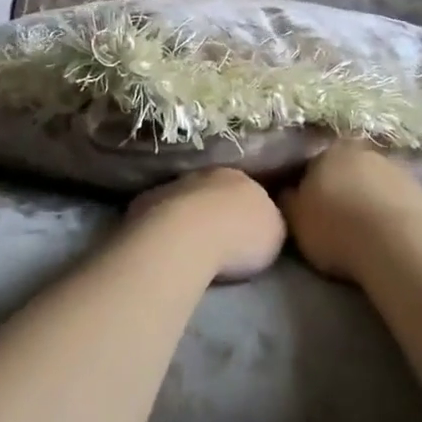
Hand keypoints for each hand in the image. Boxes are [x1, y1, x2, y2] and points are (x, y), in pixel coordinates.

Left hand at [127, 168, 286, 281]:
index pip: (248, 188)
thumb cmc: (239, 237)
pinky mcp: (146, 202)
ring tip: (190, 246)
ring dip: (188, 216)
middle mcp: (206, 174)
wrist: (187, 236)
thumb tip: (262, 222)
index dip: (247, 210)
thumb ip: (270, 221)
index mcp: (240, 177)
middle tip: (218, 239)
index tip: (246, 232)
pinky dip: (163, 226)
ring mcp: (173, 185)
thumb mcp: (275, 232)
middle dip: (216, 210)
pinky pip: (159, 213)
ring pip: (185, 199)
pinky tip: (166, 247)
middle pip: (214, 190)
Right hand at [281, 140, 421, 282]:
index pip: (314, 162)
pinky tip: (390, 234)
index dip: (311, 184)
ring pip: (376, 181)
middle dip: (343, 185)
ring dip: (370, 197)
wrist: (397, 246)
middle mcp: (363, 151)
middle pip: (348, 167)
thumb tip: (286, 189)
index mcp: (329, 151)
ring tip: (366, 228)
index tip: (310, 205)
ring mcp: (397, 168)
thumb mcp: (295, 219)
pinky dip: (394, 212)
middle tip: (338, 215)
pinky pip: (400, 200)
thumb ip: (288, 200)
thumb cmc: (336, 228)